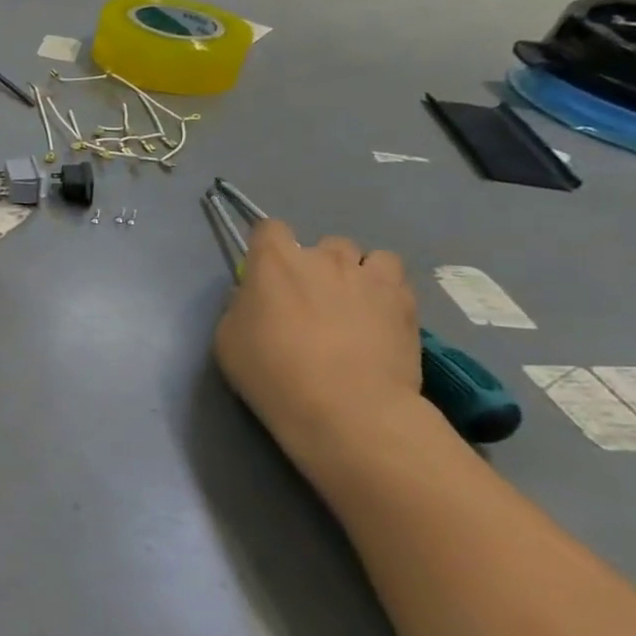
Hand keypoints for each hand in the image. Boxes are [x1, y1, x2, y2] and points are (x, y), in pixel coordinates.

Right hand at [213, 220, 421, 455]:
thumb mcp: (228, 339)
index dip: (267, 247)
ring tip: (355, 305)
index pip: (269, 228)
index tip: (265, 273)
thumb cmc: (272, 371)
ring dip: (360, 274)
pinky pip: (396, 282)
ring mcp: (370, 278)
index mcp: (275, 261)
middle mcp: (324, 258)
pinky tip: (380, 322)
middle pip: (324, 243)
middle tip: (313, 300)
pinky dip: (388, 294)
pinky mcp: (406, 303)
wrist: (345, 407)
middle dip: (319, 265)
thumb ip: (241, 307)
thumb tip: (256, 300)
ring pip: (369, 257)